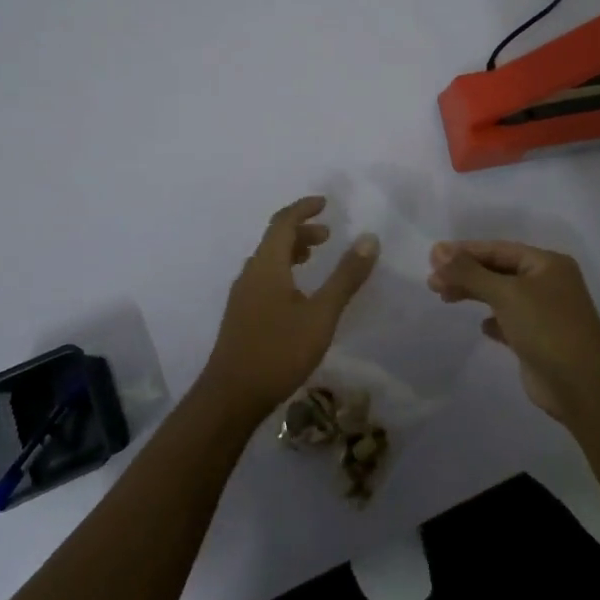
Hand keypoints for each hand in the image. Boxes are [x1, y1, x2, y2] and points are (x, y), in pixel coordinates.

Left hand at [200, 196, 379, 423]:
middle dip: (302, 231)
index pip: (283, 222)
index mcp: (267, 265)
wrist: (230, 397)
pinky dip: (284, 270)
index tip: (325, 203)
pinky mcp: (241, 315)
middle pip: (274, 239)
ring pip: (268, 260)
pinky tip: (298, 294)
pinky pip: (264, 277)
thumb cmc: (278, 351)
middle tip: (328, 236)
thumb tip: (369, 238)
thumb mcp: (321, 314)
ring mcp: (242, 295)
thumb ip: (346, 277)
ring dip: (292, 251)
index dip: (304, 208)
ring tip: (315, 259)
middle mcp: (250, 273)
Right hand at [427, 240, 599, 421]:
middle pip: (498, 271)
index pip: (498, 249)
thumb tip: (437, 250)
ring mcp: (545, 312)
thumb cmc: (546, 328)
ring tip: (445, 297)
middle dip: (465, 273)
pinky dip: (493, 320)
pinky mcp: (539, 339)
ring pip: (502, 295)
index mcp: (547, 263)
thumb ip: (469, 272)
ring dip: (474, 294)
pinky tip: (482, 326)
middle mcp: (548, 283)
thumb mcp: (505, 293)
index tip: (433, 257)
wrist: (582, 386)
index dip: (465, 251)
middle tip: (432, 281)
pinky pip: (509, 321)